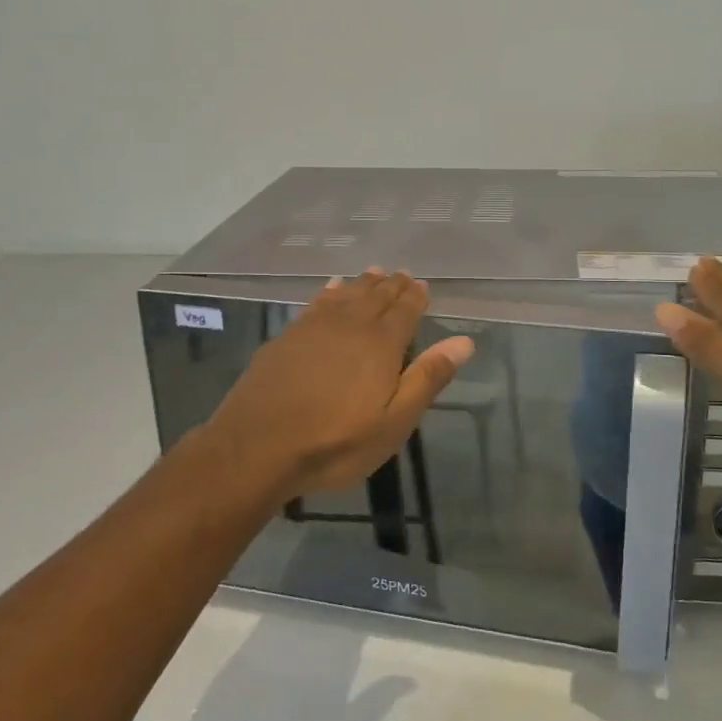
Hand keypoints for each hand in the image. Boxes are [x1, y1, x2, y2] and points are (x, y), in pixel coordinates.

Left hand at [201, 270, 473, 498]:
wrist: (257, 447)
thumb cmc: (335, 442)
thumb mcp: (394, 421)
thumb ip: (428, 378)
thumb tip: (464, 342)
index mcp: (381, 343)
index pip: (405, 310)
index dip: (416, 297)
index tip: (422, 285)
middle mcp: (351, 324)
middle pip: (376, 296)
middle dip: (392, 285)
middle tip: (403, 274)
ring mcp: (315, 327)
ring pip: (346, 295)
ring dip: (363, 284)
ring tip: (374, 273)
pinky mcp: (288, 336)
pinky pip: (317, 303)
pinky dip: (330, 292)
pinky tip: (331, 289)